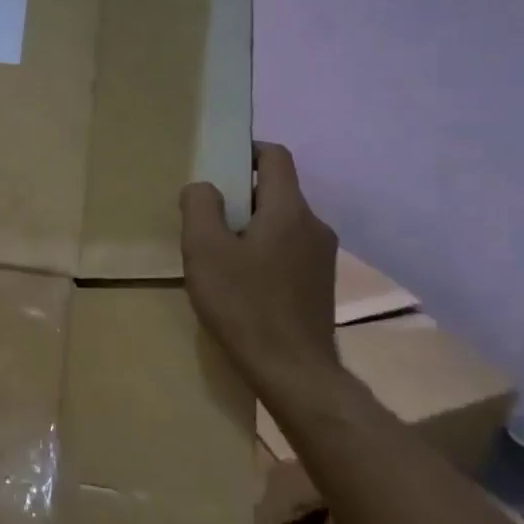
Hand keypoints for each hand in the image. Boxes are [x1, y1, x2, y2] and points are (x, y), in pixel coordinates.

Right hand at [180, 142, 337, 392]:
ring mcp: (322, 257)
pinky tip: (242, 283)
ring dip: (252, 227)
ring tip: (220, 256)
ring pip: (282, 223)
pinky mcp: (320, 284)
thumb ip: (200, 207)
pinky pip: (289, 250)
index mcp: (289, 210)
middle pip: (277, 191)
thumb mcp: (204, 250)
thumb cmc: (244, 304)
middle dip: (241, 196)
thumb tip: (204, 187)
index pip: (276, 157)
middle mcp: (314, 226)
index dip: (246, 151)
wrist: (293, 372)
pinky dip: (264, 252)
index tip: (218, 166)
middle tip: (207, 220)